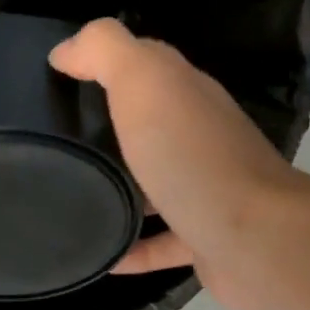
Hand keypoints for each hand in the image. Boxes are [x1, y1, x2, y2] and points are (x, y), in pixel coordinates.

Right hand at [49, 19, 302, 309]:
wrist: (254, 239)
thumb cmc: (192, 156)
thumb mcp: (144, 82)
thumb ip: (105, 52)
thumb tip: (66, 51)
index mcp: (187, 95)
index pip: (146, 66)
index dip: (103, 64)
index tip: (56, 80)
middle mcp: (200, 137)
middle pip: (149, 125)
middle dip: (107, 129)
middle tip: (55, 142)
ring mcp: (205, 190)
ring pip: (155, 185)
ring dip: (119, 189)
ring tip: (71, 197)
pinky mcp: (204, 239)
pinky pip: (160, 243)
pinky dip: (131, 249)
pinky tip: (102, 257)